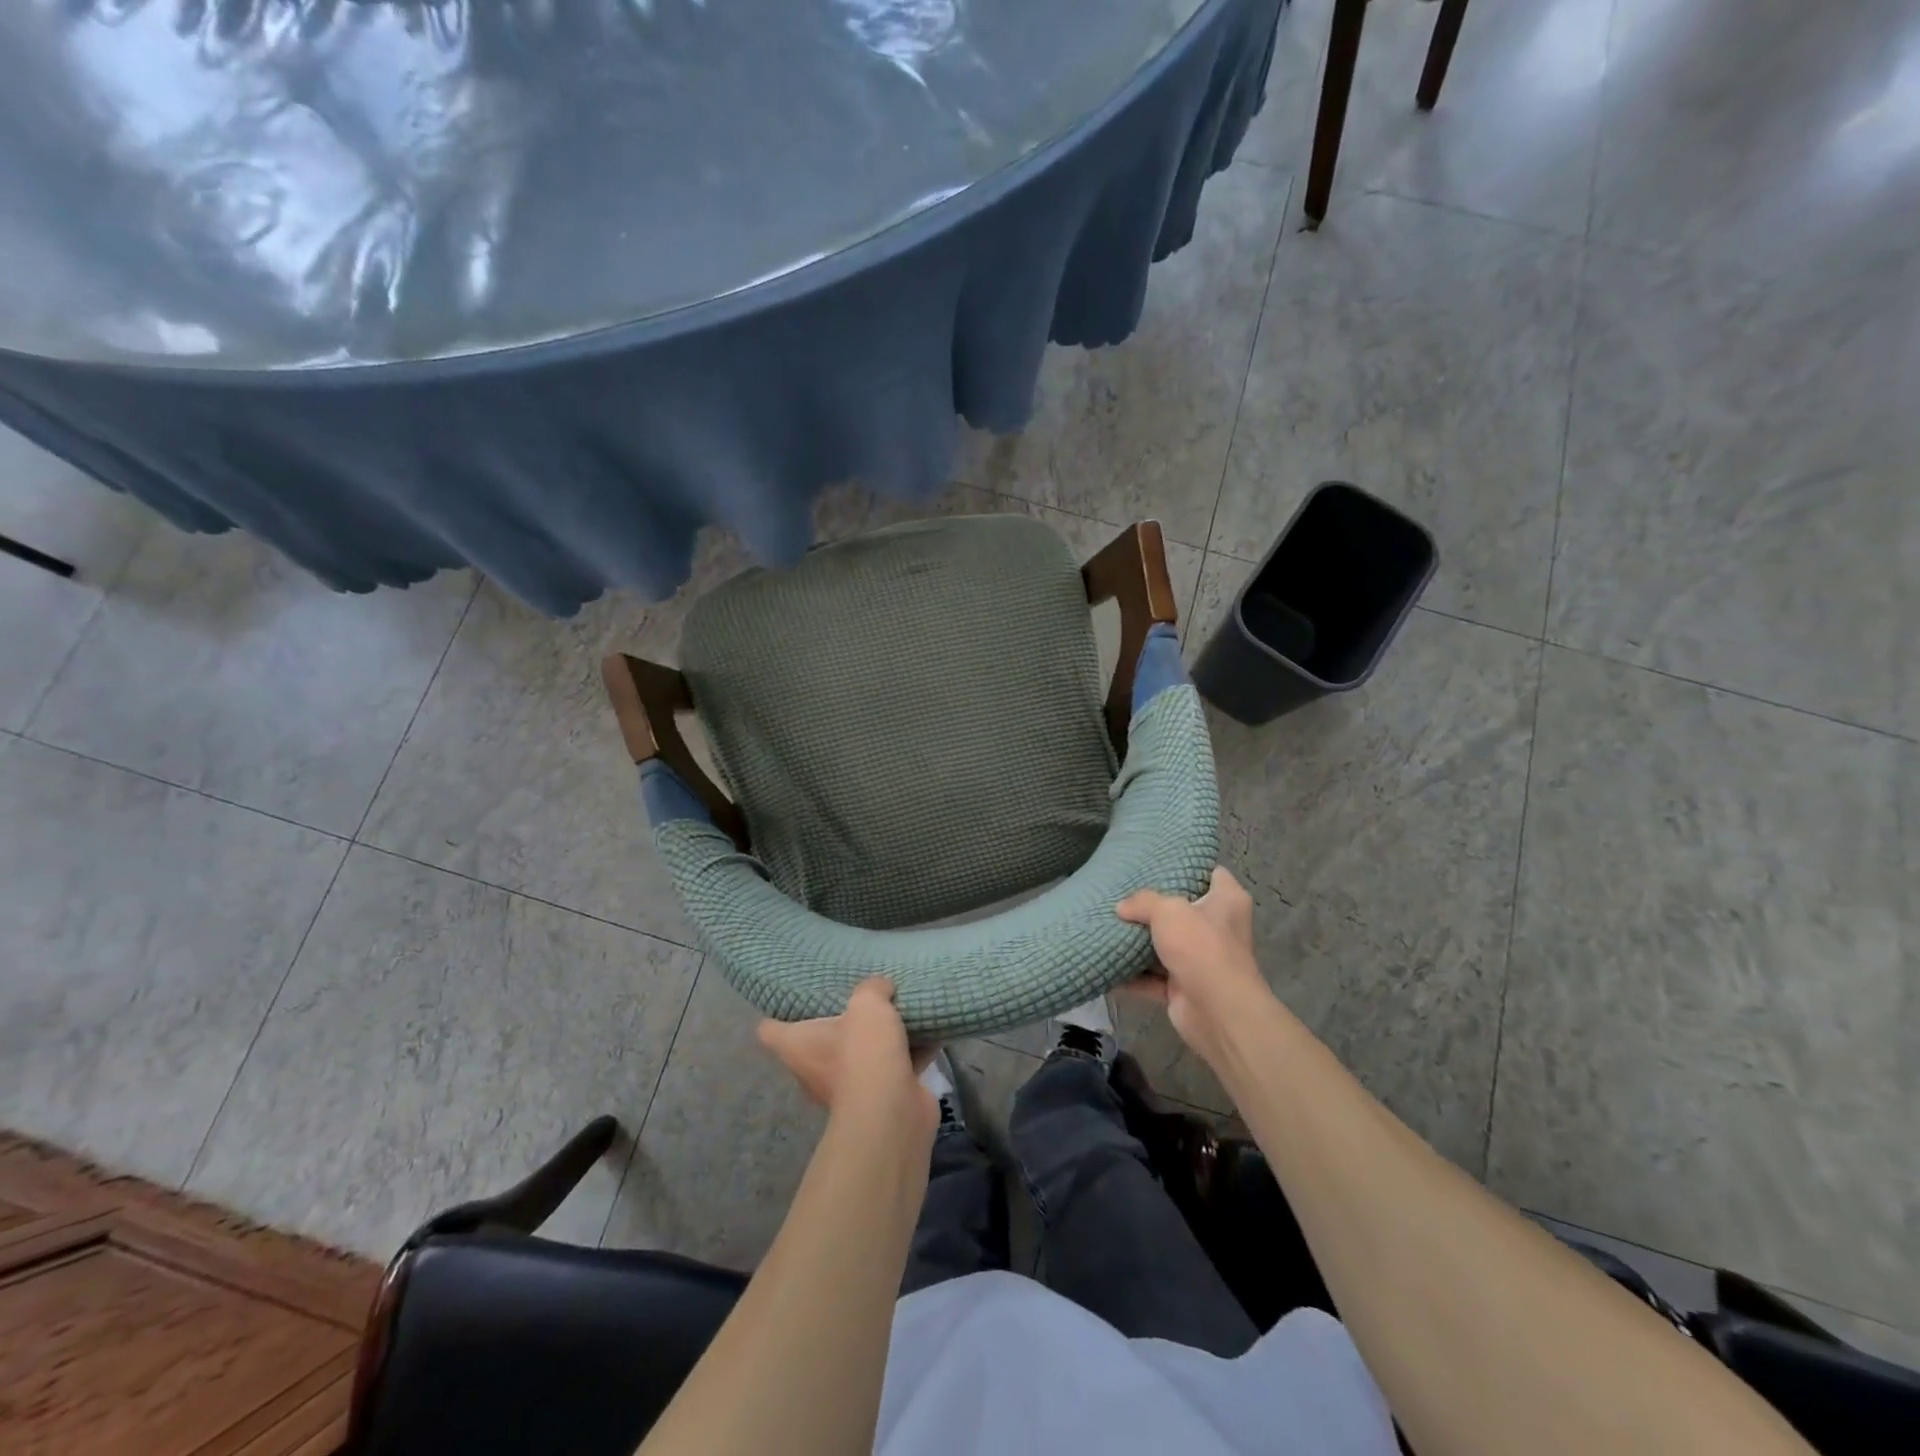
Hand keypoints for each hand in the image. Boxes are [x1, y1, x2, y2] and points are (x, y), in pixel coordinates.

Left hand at [757, 978, 936, 1135]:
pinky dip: (912, 1051)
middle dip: (842, 1021)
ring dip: (880, 1037)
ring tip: (899, 1007)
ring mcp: (850, 1087)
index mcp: (799, 1047)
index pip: (770, 1031)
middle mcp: (817, 1070)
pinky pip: (897, 1065)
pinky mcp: (883, 1096)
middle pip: (821, 1041)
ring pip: (863, 1053)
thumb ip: (872, 989)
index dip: (777, 1013)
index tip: (794, 995)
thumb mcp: (866, 1004)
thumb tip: (880, 988)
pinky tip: (931, 1027)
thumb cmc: (863, 1053)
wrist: (893, 1112)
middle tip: (860, 996)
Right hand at [1116, 867, 1268, 1065]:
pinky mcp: (1184, 988)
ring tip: (1108, 925)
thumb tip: (1121, 907)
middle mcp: (1218, 929)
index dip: (1190, 866)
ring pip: (1165, 945)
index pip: (1213, 874)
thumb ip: (1143, 902)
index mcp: (1227, 901)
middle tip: (1124, 893)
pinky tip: (1105, 964)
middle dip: (1155, 907)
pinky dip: (1131, 976)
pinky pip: (1152, 978)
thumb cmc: (1200, 946)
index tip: (1161, 863)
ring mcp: (1201, 960)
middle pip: (1183, 910)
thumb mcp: (1168, 910)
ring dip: (1140, 943)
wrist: (1217, 1011)